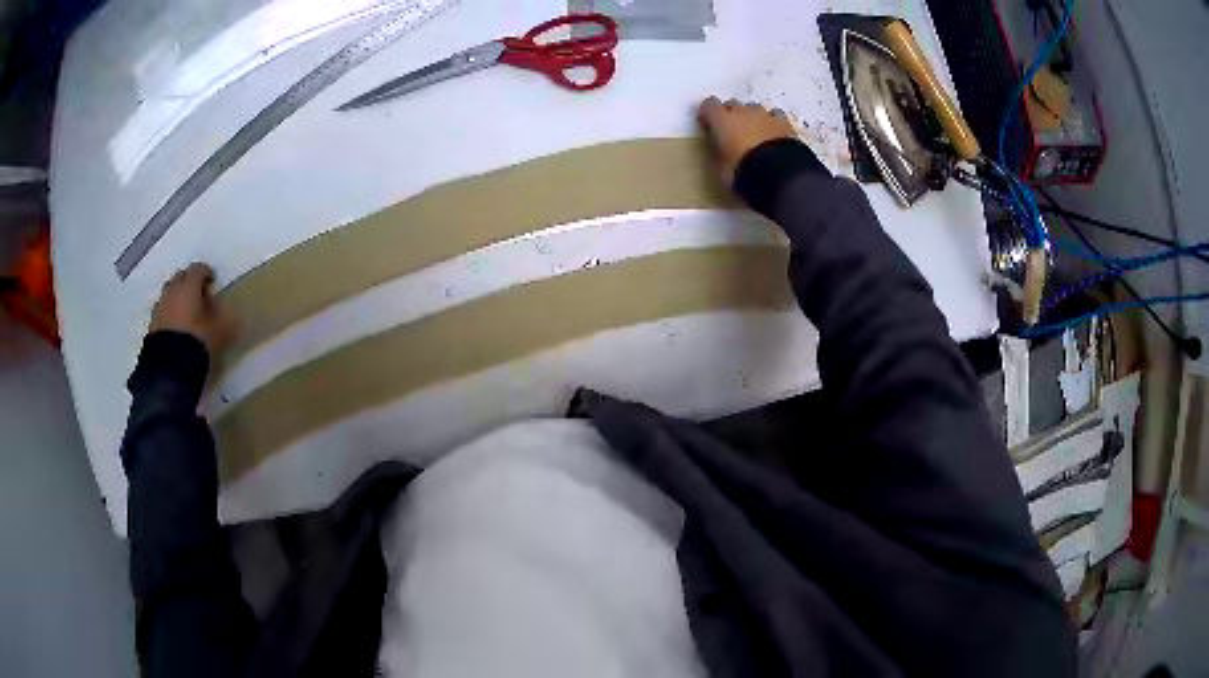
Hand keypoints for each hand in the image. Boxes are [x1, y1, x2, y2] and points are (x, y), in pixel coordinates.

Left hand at [150, 263, 235, 355]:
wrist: (170, 367)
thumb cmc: (198, 340)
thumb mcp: (220, 329)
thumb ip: (225, 314)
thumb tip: (229, 306)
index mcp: (189, 285)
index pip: (199, 268)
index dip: (207, 272)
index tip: (213, 282)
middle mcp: (173, 290)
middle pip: (181, 276)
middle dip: (189, 281)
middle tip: (199, 294)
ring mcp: (160, 306)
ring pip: (169, 292)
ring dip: (177, 296)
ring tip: (185, 310)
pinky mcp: (152, 323)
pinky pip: (163, 310)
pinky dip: (169, 312)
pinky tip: (175, 325)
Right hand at [698, 97, 797, 184]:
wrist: (780, 175)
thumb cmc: (742, 172)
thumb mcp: (720, 169)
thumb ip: (718, 153)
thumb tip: (720, 149)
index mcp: (722, 120)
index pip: (709, 105)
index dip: (708, 114)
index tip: (709, 125)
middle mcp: (742, 112)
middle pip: (733, 104)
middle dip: (730, 114)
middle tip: (732, 132)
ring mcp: (765, 115)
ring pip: (755, 108)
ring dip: (752, 117)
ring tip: (754, 133)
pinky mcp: (785, 123)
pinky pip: (775, 115)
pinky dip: (772, 122)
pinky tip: (773, 133)